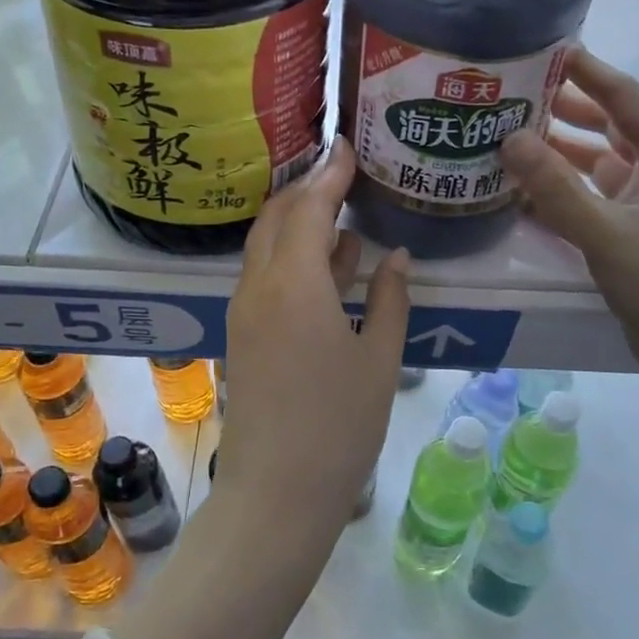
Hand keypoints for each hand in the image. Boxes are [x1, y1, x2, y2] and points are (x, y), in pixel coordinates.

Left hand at [220, 138, 411, 528]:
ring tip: (342, 213)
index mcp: (294, 283)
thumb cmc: (339, 426)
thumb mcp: (380, 360)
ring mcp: (244, 311)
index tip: (348, 146)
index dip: (330, 173)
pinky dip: (292, 257)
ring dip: (298, 223)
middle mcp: (259, 286)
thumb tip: (397, 258)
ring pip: (266, 246)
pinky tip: (328, 266)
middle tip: (344, 175)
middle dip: (307, 189)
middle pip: (276, 217)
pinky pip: (264, 276)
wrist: (277, 492)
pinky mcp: (242, 334)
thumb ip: (389, 299)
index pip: (309, 206)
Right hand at [501, 48, 638, 402]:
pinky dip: (561, 195)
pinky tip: (524, 194)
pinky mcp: (634, 240)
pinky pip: (592, 203)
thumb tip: (509, 139)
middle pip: (609, 129)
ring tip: (508, 139)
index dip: (589, 72)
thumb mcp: (609, 235)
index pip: (626, 99)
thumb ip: (556, 189)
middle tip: (513, 97)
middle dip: (565, 110)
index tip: (548, 50)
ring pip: (597, 168)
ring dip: (559, 154)